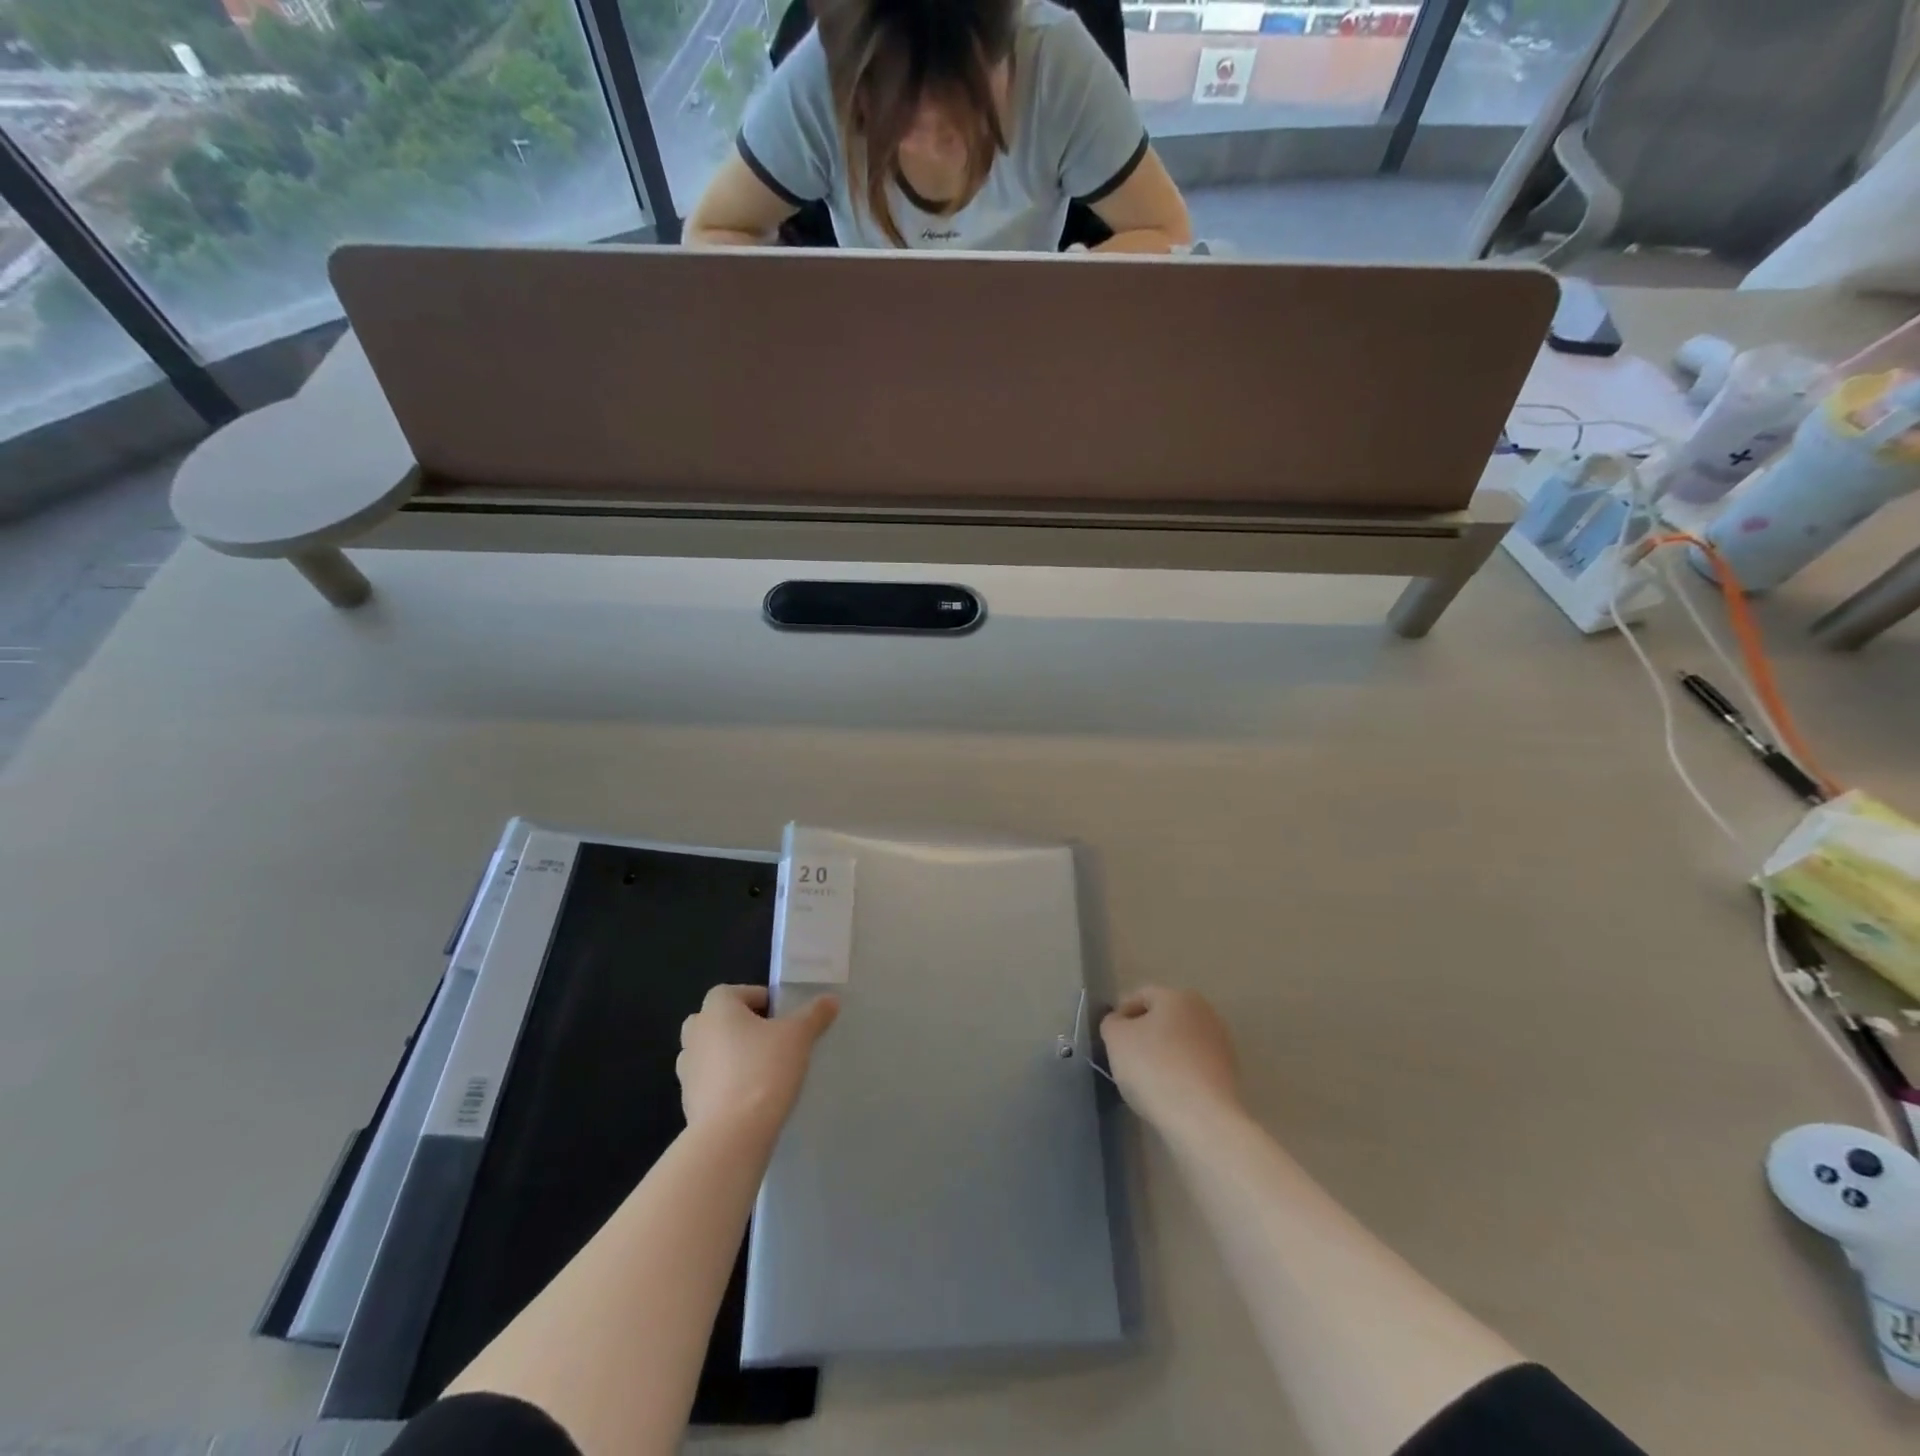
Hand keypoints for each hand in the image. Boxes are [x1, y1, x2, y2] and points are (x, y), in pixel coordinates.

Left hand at [677, 985, 838, 1135]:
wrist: (731, 1136)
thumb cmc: (763, 1070)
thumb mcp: (799, 1036)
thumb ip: (814, 1014)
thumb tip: (831, 999)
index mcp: (716, 1009)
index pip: (733, 992)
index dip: (758, 999)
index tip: (781, 1015)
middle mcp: (695, 1035)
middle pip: (715, 1020)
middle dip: (738, 1026)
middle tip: (768, 1039)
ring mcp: (687, 1071)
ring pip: (708, 1053)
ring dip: (729, 1056)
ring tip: (761, 1070)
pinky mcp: (688, 1103)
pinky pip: (708, 1084)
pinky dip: (724, 1086)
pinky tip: (750, 1099)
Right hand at [1100, 987, 1240, 1130]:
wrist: (1202, 1119)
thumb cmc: (1154, 1068)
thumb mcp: (1116, 1039)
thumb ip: (1112, 1023)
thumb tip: (1120, 1023)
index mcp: (1177, 996)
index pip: (1140, 996)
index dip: (1121, 1016)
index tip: (1110, 1041)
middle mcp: (1204, 1012)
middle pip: (1163, 1019)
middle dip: (1144, 1035)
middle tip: (1125, 1060)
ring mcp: (1221, 1044)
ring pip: (1180, 1043)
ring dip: (1163, 1055)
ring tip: (1147, 1081)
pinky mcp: (1229, 1074)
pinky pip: (1194, 1066)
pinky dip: (1180, 1074)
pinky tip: (1168, 1094)